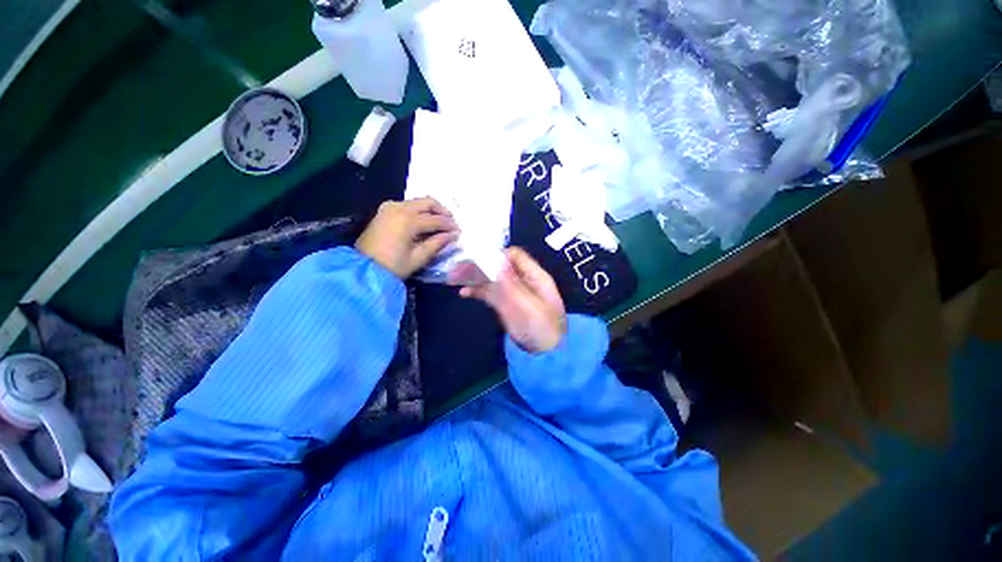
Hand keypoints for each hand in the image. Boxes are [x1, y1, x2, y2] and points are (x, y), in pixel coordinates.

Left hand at [356, 198, 458, 278]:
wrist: (363, 268)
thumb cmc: (392, 266)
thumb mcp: (418, 258)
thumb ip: (437, 243)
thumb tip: (452, 235)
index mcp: (408, 220)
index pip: (436, 220)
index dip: (449, 226)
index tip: (459, 231)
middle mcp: (399, 208)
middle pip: (427, 202)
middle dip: (442, 211)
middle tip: (451, 222)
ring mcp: (390, 207)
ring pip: (417, 201)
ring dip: (430, 209)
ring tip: (439, 222)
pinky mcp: (384, 210)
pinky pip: (407, 204)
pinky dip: (418, 210)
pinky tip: (423, 221)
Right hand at [451, 247, 566, 352]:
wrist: (545, 354)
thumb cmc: (544, 330)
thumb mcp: (531, 307)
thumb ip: (514, 285)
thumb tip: (498, 261)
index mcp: (534, 276)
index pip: (515, 256)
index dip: (498, 256)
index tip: (478, 261)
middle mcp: (522, 280)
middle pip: (499, 265)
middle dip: (480, 265)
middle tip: (458, 268)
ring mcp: (511, 292)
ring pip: (491, 278)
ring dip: (474, 276)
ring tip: (454, 278)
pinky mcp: (504, 303)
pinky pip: (488, 292)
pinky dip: (476, 290)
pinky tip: (463, 292)